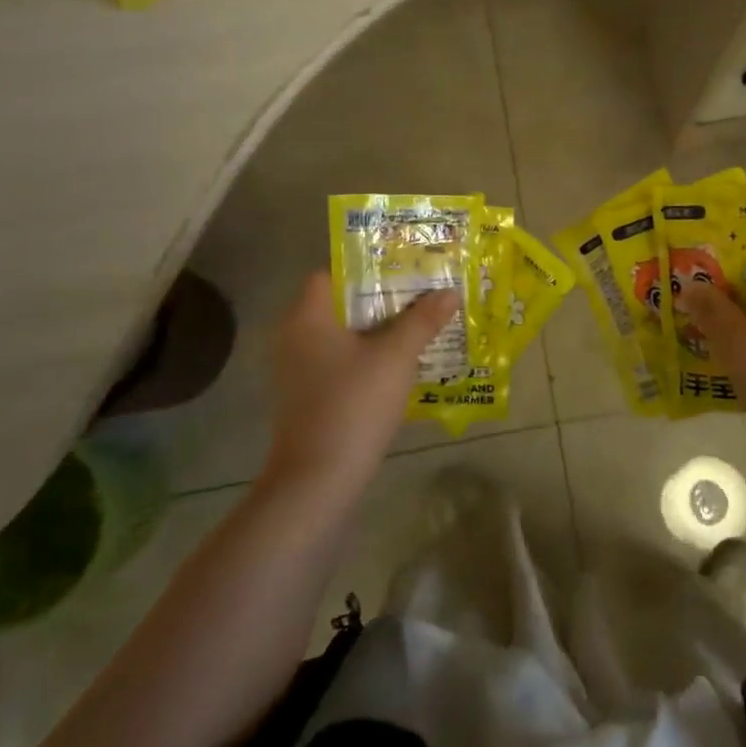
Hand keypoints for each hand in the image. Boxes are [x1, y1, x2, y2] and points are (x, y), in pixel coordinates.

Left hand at [264, 272, 459, 493]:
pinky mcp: (308, 397)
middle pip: (341, 303)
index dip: (366, 265)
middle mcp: (296, 337)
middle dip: (382, 297)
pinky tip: (402, 362)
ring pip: (344, 335)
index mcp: (308, 317)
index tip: (403, 264)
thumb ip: (423, 320)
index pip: (331, 273)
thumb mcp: (396, 357)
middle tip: (422, 289)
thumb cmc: (353, 405)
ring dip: (379, 329)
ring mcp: (299, 370)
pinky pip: (342, 361)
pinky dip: (368, 356)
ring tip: (420, 321)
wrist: (318, 481)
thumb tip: (449, 292)